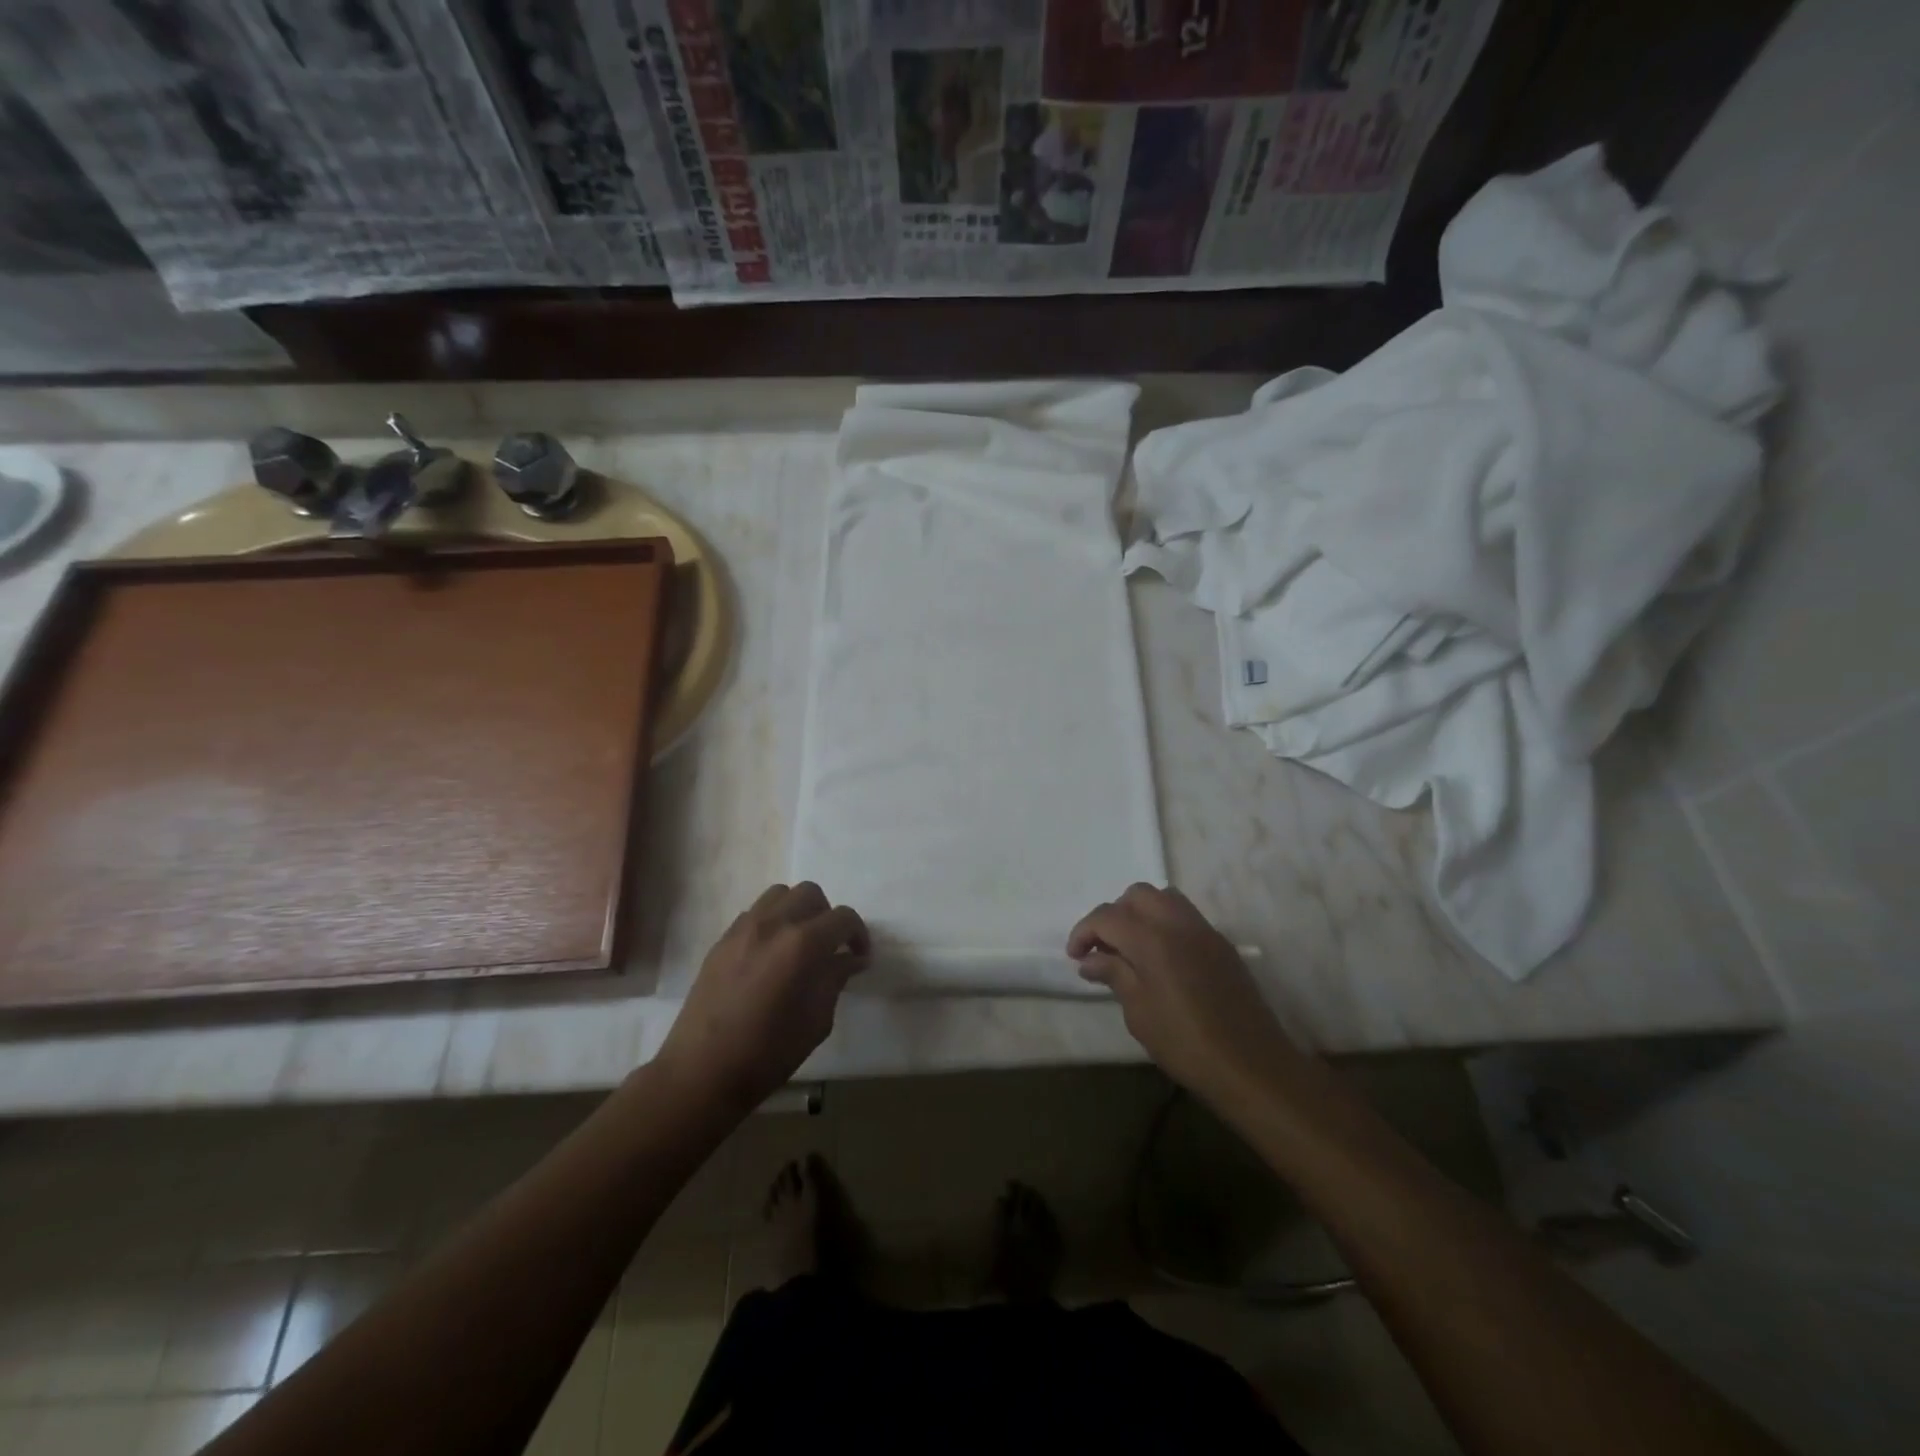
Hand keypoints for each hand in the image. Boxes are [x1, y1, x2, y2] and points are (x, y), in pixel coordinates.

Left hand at [657, 883, 868, 1113]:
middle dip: (827, 916)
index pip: (843, 918)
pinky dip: (772, 922)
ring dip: (797, 911)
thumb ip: (835, 980)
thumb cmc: (768, 1053)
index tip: (859, 956)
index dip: (858, 934)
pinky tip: (771, 955)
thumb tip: (850, 959)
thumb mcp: (817, 1021)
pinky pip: (755, 913)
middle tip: (830, 947)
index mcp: (802, 944)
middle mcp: (773, 924)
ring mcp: (743, 928)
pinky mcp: (722, 940)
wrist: (702, 1072)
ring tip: (799, 944)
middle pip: (810, 894)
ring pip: (780, 895)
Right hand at [1069, 884, 1295, 1106]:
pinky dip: (1165, 924)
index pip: (1107, 916)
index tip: (1075, 956)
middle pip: (1137, 896)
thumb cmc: (1186, 1045)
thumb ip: (1114, 975)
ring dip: (1141, 914)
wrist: (1253, 1067)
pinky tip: (1161, 960)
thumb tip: (1090, 959)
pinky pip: (1186, 917)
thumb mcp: (1139, 1013)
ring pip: (1165, 899)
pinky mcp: (1222, 945)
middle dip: (1114, 915)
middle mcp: (1178, 924)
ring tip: (1132, 948)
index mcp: (1152, 939)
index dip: (1084, 932)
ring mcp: (1205, 931)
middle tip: (1103, 948)